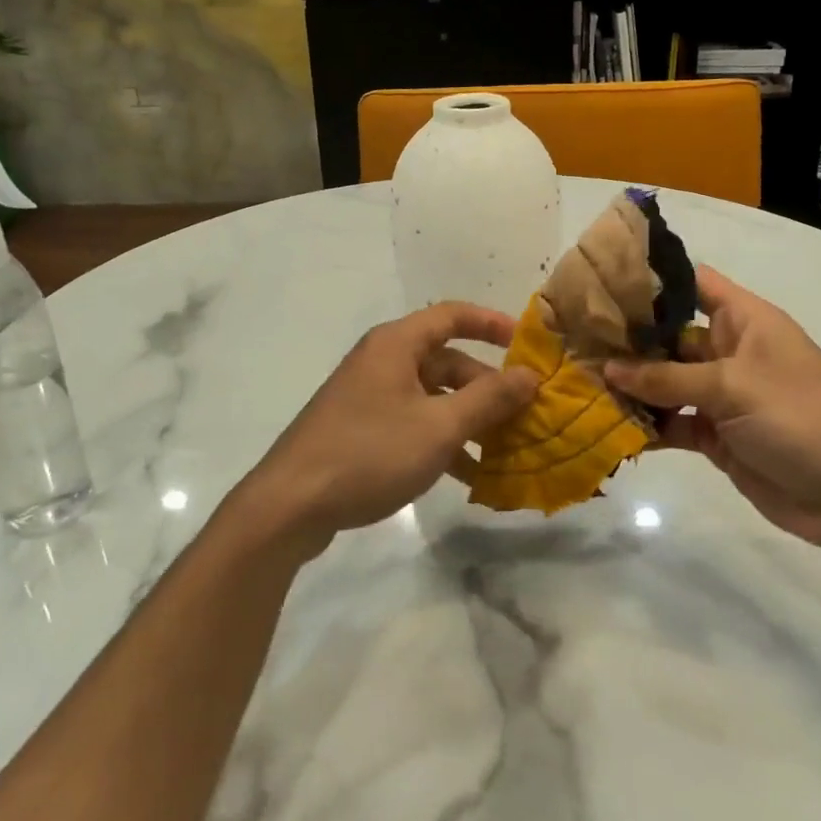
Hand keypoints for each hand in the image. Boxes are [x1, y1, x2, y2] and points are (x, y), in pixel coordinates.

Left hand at [238, 304, 537, 555]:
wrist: (291, 504)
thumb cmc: (369, 452)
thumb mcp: (438, 427)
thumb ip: (488, 399)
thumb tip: (529, 375)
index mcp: (396, 345)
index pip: (452, 315)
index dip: (492, 324)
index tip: (527, 345)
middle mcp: (382, 362)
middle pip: (446, 362)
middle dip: (486, 388)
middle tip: (524, 416)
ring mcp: (369, 397)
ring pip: (432, 397)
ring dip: (468, 421)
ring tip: (505, 452)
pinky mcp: (361, 429)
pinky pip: (414, 423)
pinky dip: (442, 441)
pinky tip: (468, 477)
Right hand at [604, 267, 820, 551]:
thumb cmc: (802, 417)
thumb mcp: (733, 387)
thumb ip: (667, 379)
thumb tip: (607, 369)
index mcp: (744, 321)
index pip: (693, 283)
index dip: (652, 279)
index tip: (601, 281)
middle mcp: (729, 351)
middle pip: (669, 336)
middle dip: (627, 339)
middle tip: (572, 338)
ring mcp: (722, 395)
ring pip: (666, 382)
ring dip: (631, 385)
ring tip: (579, 381)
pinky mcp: (717, 436)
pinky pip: (673, 422)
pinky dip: (647, 424)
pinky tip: (609, 423)